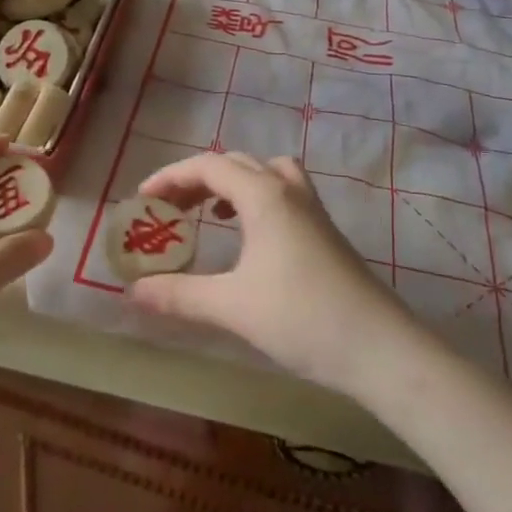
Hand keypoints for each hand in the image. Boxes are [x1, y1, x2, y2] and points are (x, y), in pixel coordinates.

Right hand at [129, 153, 427, 399]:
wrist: (379, 347)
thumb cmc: (301, 318)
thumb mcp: (232, 307)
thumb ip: (179, 295)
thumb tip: (132, 291)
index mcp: (263, 196)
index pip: (208, 166)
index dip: (170, 177)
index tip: (143, 201)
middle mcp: (288, 190)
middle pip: (235, 164)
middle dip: (196, 180)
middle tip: (169, 210)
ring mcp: (311, 208)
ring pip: (265, 173)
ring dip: (231, 184)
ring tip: (209, 213)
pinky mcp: (325, 230)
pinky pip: (283, 192)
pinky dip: (256, 198)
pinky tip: (249, 237)